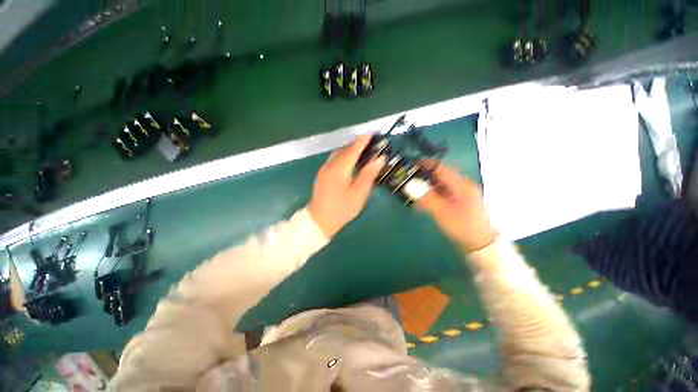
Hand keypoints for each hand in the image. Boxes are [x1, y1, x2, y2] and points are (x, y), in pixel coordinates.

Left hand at [309, 135, 384, 237]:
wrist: (319, 221)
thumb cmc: (342, 209)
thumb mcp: (359, 194)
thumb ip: (369, 174)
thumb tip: (379, 158)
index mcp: (340, 169)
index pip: (353, 149)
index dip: (363, 141)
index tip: (372, 134)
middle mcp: (330, 165)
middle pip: (344, 149)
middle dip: (357, 145)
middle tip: (370, 145)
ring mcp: (324, 169)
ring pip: (338, 154)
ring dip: (349, 150)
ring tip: (362, 153)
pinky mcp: (322, 175)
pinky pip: (334, 160)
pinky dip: (343, 157)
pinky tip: (350, 163)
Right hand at [416, 163, 498, 252]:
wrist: (482, 245)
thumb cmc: (463, 226)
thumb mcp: (442, 212)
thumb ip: (426, 197)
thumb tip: (410, 185)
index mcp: (461, 184)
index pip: (441, 168)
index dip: (426, 165)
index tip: (411, 166)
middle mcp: (462, 186)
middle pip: (439, 176)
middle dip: (423, 178)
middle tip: (408, 181)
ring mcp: (461, 195)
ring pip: (440, 186)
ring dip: (426, 189)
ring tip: (412, 194)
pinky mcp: (459, 203)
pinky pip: (442, 195)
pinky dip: (432, 197)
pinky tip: (422, 204)